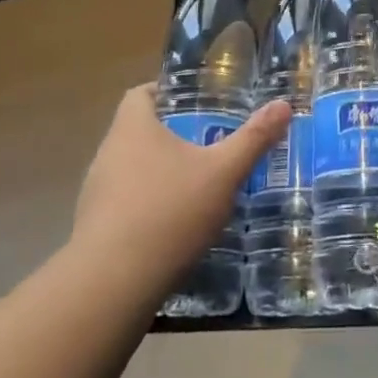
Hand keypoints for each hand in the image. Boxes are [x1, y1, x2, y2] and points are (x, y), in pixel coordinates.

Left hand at [73, 86, 289, 291]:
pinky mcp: (94, 228)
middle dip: (172, 135)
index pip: (141, 94)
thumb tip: (283, 105)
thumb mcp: (223, 173)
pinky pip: (125, 204)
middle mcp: (108, 153)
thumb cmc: (169, 212)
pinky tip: (176, 226)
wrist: (112, 285)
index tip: (197, 102)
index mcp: (133, 128)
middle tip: (210, 142)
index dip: (167, 92)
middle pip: (138, 131)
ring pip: (132, 169)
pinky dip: (149, 206)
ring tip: (198, 184)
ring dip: (160, 173)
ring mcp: (96, 192)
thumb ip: (253, 139)